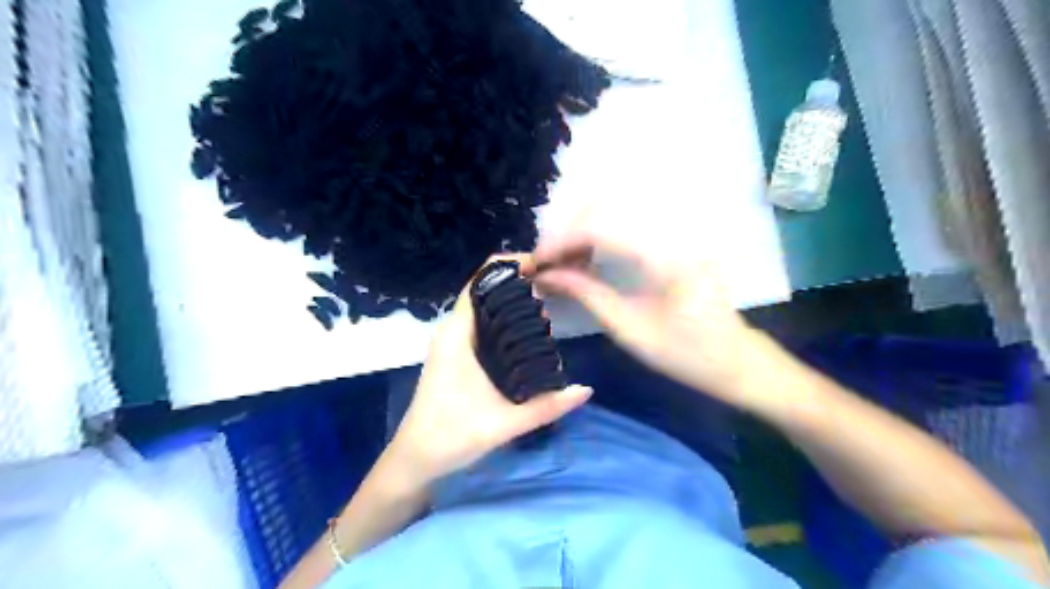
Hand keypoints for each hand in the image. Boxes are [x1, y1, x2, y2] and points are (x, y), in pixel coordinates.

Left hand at [389, 256, 593, 485]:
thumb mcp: (503, 424)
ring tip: (551, 299)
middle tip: (557, 284)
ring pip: (485, 305)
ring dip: (513, 298)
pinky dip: (506, 316)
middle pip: (486, 289)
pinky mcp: (458, 353)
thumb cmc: (450, 437)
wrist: (415, 459)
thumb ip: (547, 407)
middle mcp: (453, 330)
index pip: (480, 282)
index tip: (543, 265)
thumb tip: (587, 390)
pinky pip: (484, 322)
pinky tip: (531, 328)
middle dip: (519, 281)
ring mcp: (454, 341)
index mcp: (457, 335)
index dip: (510, 266)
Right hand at [535, 229, 769, 408]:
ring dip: (582, 230)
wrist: (735, 359)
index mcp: (666, 258)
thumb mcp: (629, 329)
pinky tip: (588, 257)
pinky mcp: (674, 237)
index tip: (536, 262)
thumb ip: (586, 294)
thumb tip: (546, 276)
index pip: (600, 228)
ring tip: (563, 261)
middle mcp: (672, 232)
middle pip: (605, 207)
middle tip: (548, 262)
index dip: (561, 241)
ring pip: (615, 210)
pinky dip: (599, 233)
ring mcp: (676, 231)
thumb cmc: (685, 355)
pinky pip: (627, 222)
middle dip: (568, 231)